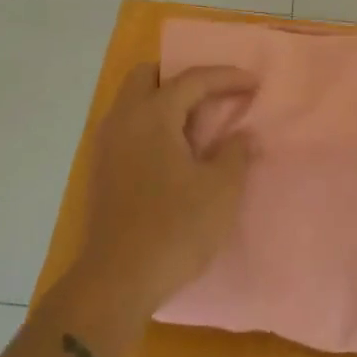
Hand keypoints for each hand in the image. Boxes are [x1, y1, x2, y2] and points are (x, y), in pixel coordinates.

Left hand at [52, 63, 256, 355]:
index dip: (227, 77)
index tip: (255, 83)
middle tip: (213, 95)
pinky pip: (127, 126)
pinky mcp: (102, 169)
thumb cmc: (175, 228)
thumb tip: (240, 136)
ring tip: (197, 123)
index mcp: (152, 114)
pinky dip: (151, 124)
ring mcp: (106, 144)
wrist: (118, 279)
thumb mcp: (221, 190)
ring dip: (164, 101)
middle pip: (148, 76)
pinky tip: (173, 150)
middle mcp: (123, 119)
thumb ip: (235, 153)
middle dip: (182, 77)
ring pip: (133, 101)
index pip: (192, 79)